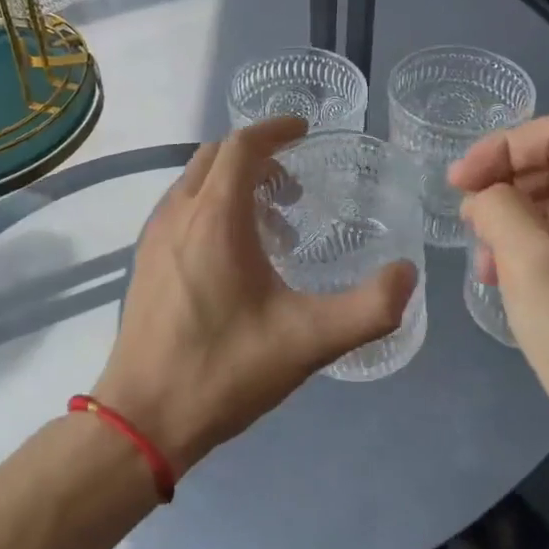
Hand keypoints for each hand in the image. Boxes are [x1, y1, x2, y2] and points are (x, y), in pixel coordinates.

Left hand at [94, 118, 417, 475]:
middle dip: (257, 156)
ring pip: (195, 181)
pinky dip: (211, 205)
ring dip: (233, 182)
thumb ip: (369, 308)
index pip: (242, 145)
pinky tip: (235, 256)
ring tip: (272, 224)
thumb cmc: (224, 370)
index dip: (275, 130)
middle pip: (216, 156)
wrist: (143, 418)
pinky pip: (181, 207)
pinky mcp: (144, 259)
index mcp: (215, 217)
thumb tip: (406, 275)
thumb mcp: (309, 342)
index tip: (304, 133)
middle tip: (294, 187)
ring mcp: (154, 235)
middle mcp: (178, 212)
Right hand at [449, 115, 548, 495]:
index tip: (456, 185)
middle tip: (465, 222)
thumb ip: (497, 208)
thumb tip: (484, 197)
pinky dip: (535, 252)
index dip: (498, 149)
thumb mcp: (532, 265)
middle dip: (506, 188)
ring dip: (516, 224)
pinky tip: (507, 283)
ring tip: (483, 263)